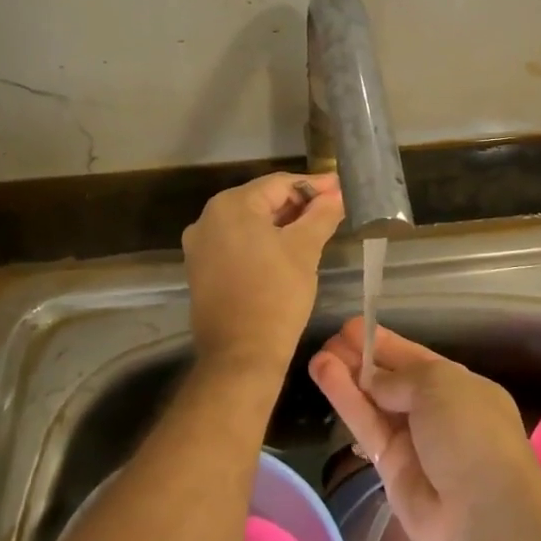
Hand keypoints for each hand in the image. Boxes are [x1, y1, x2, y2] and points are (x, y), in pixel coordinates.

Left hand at [182, 171, 344, 378]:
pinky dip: (261, 241)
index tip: (340, 189)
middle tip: (332, 208)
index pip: (278, 183)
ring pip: (248, 223)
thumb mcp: (305, 249)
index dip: (313, 186)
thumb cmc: (276, 295)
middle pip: (261, 200)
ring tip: (315, 228)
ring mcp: (200, 245)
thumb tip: (337, 193)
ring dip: (281, 223)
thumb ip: (322, 214)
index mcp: (231, 206)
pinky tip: (286, 249)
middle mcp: (207, 218)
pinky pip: (236, 243)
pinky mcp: (201, 268)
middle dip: (297, 204)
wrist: (241, 356)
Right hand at [309, 321, 540, 540]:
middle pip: (391, 380)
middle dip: (362, 359)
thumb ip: (399, 377)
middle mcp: (436, 412)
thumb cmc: (470, 432)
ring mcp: (413, 441)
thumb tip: (373, 380)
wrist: (482, 513)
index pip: (415, 359)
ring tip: (318, 355)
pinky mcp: (389, 466)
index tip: (351, 328)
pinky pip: (365, 425)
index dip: (384, 343)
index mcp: (460, 387)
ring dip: (347, 377)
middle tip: (330, 340)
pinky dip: (345, 400)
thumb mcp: (439, 384)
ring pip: (374, 402)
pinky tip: (323, 374)